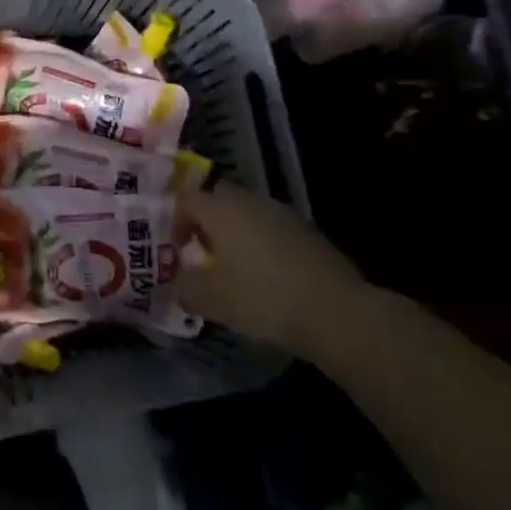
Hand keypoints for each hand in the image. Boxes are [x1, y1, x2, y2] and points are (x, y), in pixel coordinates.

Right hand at [175, 184, 368, 353]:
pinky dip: (260, 242)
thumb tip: (177, 284)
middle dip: (206, 222)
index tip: (176, 251)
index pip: (187, 199)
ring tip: (233, 267)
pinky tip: (265, 275)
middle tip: (202, 253)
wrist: (335, 310)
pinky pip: (271, 227)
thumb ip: (185, 288)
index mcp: (222, 209)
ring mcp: (283, 213)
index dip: (175, 222)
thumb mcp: (212, 300)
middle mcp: (250, 201)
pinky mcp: (307, 230)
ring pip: (247, 212)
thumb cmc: (262, 297)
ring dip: (234, 232)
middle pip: (218, 199)